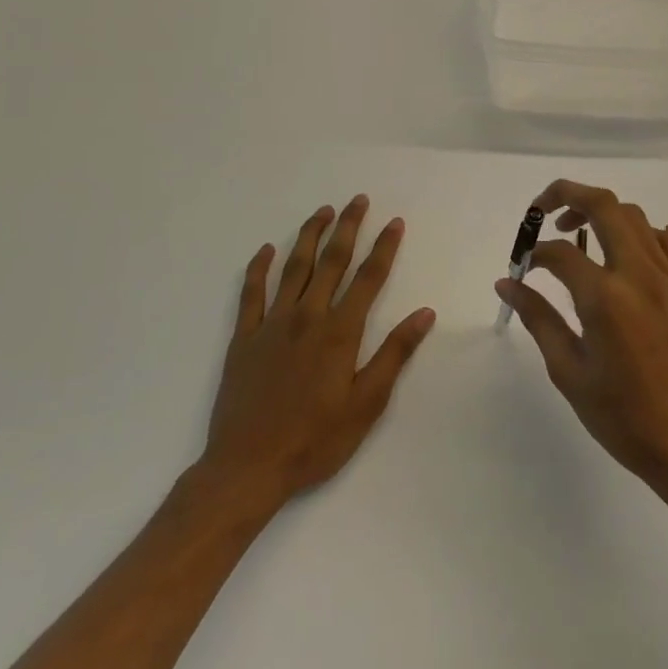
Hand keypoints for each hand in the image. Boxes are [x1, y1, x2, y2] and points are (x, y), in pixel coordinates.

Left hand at [196, 196, 435, 512]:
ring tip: (323, 211)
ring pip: (293, 268)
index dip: (384, 248)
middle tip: (358, 199)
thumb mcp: (367, 404)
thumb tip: (424, 313)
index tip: (394, 222)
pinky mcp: (243, 339)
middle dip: (348, 228)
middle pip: (332, 261)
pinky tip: (266, 249)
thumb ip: (394, 354)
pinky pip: (251, 294)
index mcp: (340, 332)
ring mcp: (271, 325)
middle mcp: (307, 317)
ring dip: (309, 236)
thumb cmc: (315, 440)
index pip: (369, 278)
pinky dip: (258, 268)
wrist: (247, 468)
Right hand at [494, 180, 667, 501]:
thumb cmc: (623, 417)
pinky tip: (625, 256)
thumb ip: (538, 318)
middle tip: (544, 212)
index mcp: (606, 298)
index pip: (561, 252)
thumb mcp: (569, 371)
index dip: (535, 253)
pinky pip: (666, 240)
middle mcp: (640, 274)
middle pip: (604, 205)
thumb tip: (507, 283)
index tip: (524, 267)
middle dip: (567, 195)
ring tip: (581, 236)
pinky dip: (640, 233)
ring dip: (602, 213)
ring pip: (635, 216)